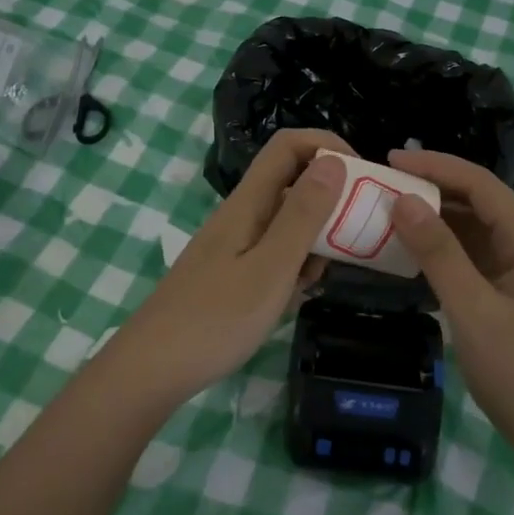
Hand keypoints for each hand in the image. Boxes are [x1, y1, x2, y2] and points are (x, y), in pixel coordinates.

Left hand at [115, 129, 352, 402]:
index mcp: (249, 202)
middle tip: (355, 235)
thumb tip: (334, 162)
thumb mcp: (272, 267)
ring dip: (313, 239)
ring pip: (286, 221)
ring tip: (319, 278)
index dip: (326, 145)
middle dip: (328, 200)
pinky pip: (274, 251)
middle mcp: (241, 214)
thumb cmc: (216, 319)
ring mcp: (234, 243)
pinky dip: (293, 265)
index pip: (289, 146)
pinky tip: (295, 297)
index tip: (361, 175)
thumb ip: (303, 215)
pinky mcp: (231, 271)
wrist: (152, 369)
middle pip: (292, 182)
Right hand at [387, 149, 513, 457]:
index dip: (436, 166)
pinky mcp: (507, 296)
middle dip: (432, 188)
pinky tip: (410, 253)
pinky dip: (440, 250)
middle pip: (477, 201)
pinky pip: (470, 258)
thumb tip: (403, 199)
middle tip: (382, 185)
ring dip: (434, 219)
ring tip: (387, 211)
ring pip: (472, 230)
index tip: (390, 160)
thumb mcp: (473, 309)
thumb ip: (438, 253)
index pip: (480, 183)